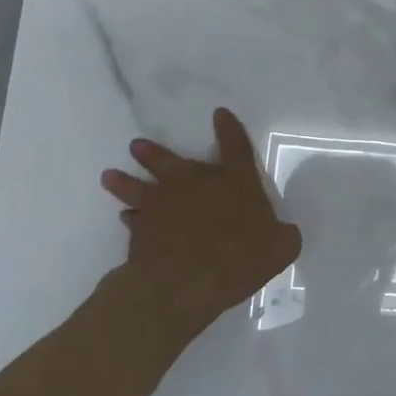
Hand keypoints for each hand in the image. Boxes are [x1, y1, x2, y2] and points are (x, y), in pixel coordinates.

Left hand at [101, 108, 301, 333]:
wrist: (186, 282)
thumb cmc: (240, 258)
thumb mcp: (280, 248)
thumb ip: (284, 236)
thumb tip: (285, 234)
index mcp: (235, 181)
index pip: (236, 147)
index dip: (229, 129)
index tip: (220, 114)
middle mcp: (195, 184)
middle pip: (171, 161)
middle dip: (154, 153)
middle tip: (136, 146)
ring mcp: (163, 205)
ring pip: (138, 186)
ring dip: (125, 180)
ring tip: (110, 175)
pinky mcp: (141, 230)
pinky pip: (133, 219)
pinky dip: (130, 218)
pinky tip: (125, 217)